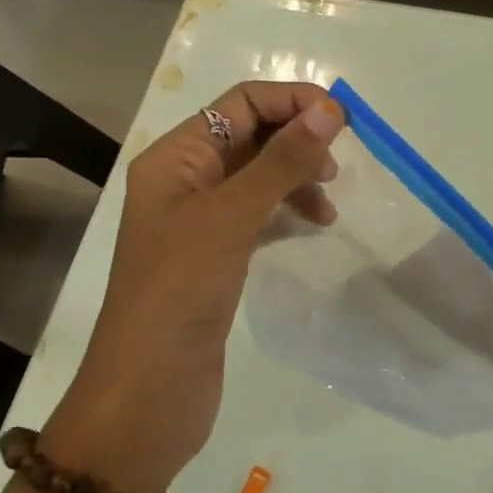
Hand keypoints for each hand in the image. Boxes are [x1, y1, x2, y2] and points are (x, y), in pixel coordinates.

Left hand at [43, 82, 344, 492]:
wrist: (149, 391)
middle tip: (337, 165)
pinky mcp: (217, 255)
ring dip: (297, 177)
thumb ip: (281, 161)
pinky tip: (314, 224)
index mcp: (175, 158)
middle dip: (297, 139)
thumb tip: (329, 110)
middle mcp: (185, 180)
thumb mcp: (231, 217)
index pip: (240, 103)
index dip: (292, 101)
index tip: (344, 120)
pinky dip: (289, 210)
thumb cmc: (180, 291)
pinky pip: (260, 214)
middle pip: (251, 136)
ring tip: (328, 202)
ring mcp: (201, 220)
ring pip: (259, 176)